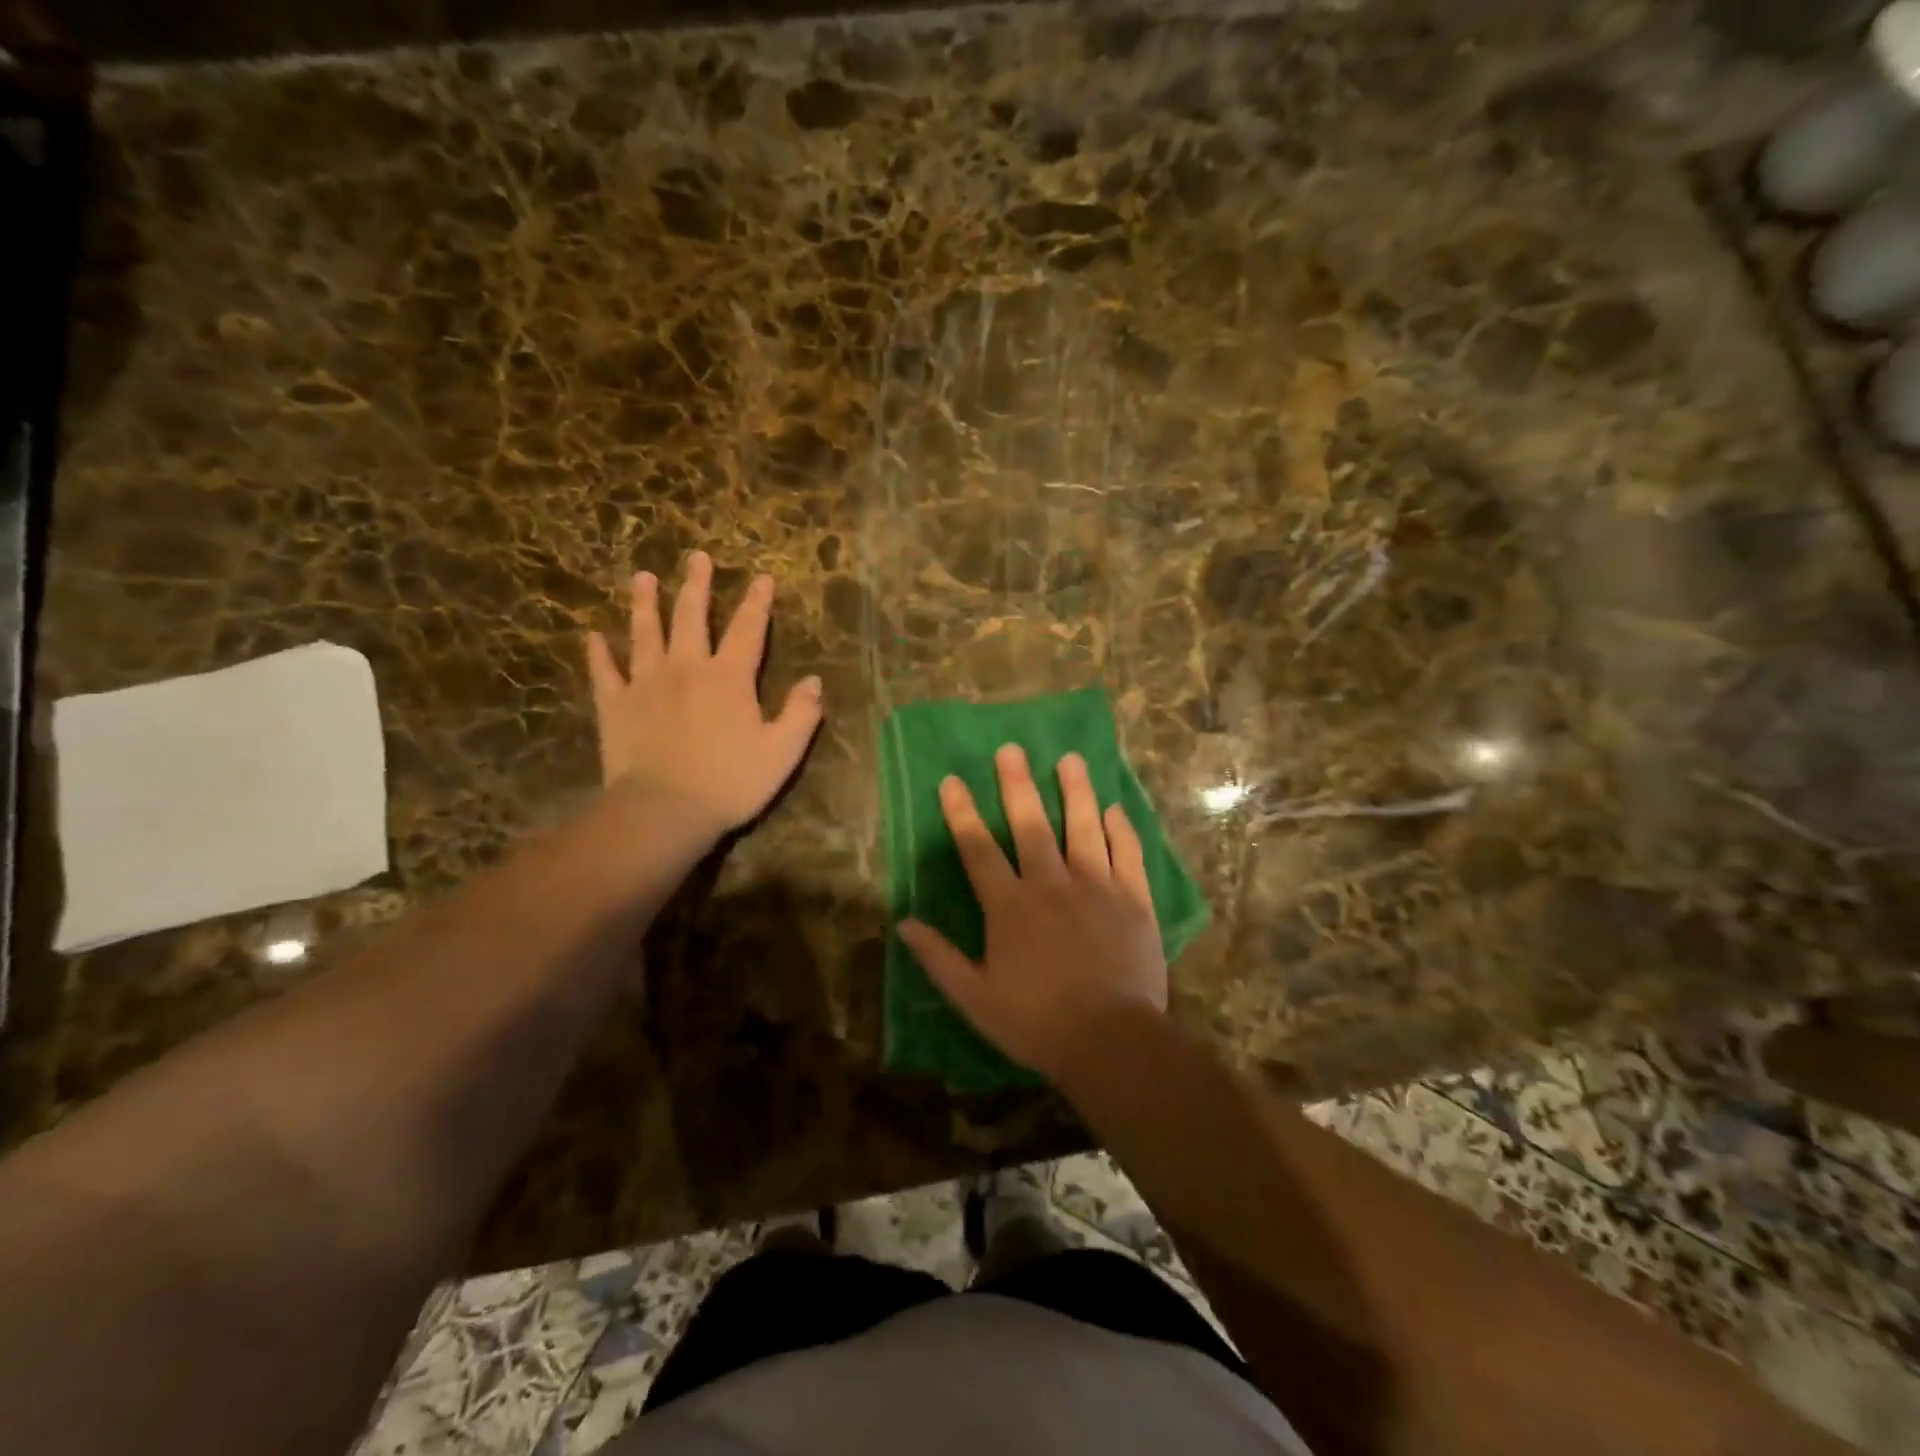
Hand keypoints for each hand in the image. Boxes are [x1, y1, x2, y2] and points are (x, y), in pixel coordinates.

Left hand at [584, 553, 822, 837]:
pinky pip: (604, 672)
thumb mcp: (782, 752)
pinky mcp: (615, 705)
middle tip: (696, 557)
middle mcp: (687, 668)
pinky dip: (599, 653)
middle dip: (697, 585)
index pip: (749, 629)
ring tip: (642, 577)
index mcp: (729, 678)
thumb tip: (815, 681)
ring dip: (645, 603)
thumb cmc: (731, 782)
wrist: (665, 810)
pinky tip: (592, 636)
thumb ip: (801, 714)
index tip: (762, 577)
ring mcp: (646, 683)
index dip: (758, 602)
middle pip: (692, 616)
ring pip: (645, 632)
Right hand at [897, 744, 1166, 1083]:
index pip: (978, 849)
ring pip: (1083, 827)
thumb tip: (904, 923)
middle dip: (1017, 785)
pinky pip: (1127, 854)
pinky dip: (1121, 829)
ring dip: (1075, 791)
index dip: (962, 813)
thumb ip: (939, 958)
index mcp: (1010, 906)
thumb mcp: (975, 998)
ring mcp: (1097, 887)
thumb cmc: (1036, 1022)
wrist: (1111, 1041)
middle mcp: (1051, 884)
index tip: (952, 779)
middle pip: (1031, 824)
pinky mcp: (1133, 900)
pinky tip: (1114, 809)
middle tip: (1012, 749)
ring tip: (1071, 759)